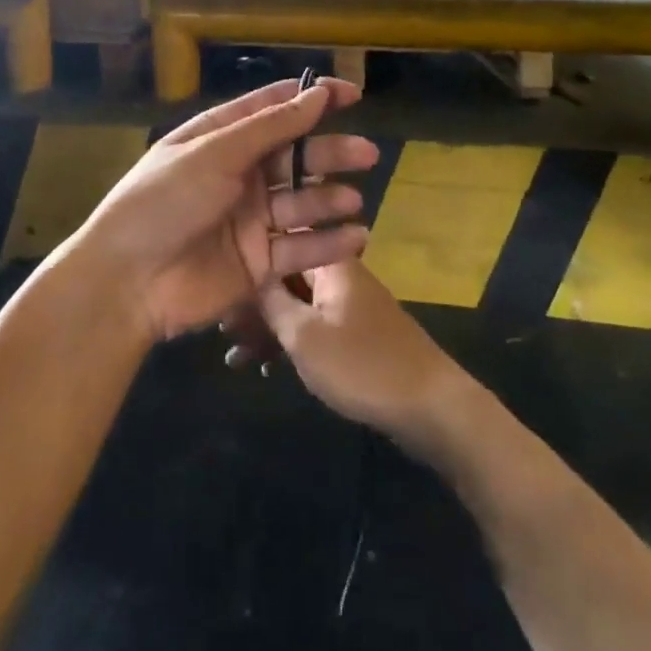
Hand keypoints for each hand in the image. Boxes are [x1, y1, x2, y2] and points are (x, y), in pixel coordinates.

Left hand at [68, 79, 379, 339]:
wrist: (128, 282)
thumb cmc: (164, 201)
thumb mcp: (214, 154)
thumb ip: (270, 127)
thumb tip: (316, 93)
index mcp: (220, 139)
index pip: (272, 110)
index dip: (311, 99)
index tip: (351, 94)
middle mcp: (238, 175)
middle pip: (294, 156)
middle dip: (329, 153)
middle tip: (366, 153)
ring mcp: (250, 219)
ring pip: (301, 201)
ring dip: (329, 198)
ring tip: (353, 200)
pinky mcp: (259, 262)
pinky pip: (300, 247)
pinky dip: (328, 243)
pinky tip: (355, 237)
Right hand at [240, 260, 469, 453]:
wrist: (431, 408)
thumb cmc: (362, 365)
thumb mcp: (304, 335)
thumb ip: (270, 302)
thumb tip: (246, 273)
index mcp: (329, 263)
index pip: (281, 243)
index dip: (248, 261)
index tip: (219, 283)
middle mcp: (338, 275)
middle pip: (285, 276)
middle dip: (252, 302)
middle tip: (221, 330)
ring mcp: (347, 305)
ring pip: (296, 305)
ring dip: (266, 328)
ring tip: (234, 358)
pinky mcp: (354, 334)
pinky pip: (312, 328)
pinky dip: (289, 343)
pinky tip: (264, 369)